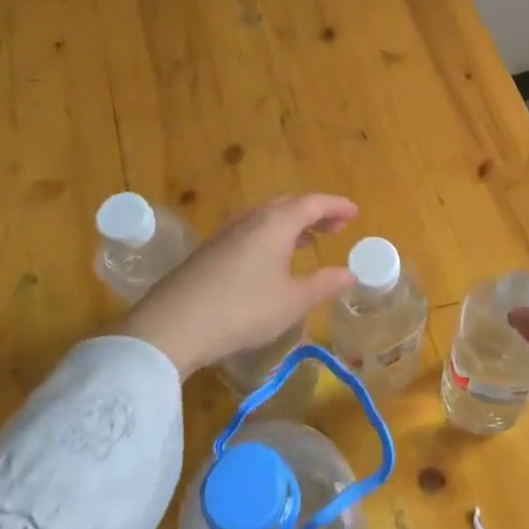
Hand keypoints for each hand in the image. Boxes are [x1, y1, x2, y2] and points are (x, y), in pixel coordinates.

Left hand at [122, 193, 358, 378]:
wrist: (173, 325)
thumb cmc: (243, 309)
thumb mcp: (291, 302)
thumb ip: (323, 284)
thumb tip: (349, 273)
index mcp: (276, 223)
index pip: (313, 203)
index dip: (336, 206)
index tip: (354, 213)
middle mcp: (251, 219)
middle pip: (289, 205)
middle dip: (315, 212)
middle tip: (336, 226)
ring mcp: (227, 233)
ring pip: (267, 217)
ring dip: (292, 224)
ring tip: (309, 240)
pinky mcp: (210, 251)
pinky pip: (251, 231)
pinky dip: (272, 235)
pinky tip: (272, 259)